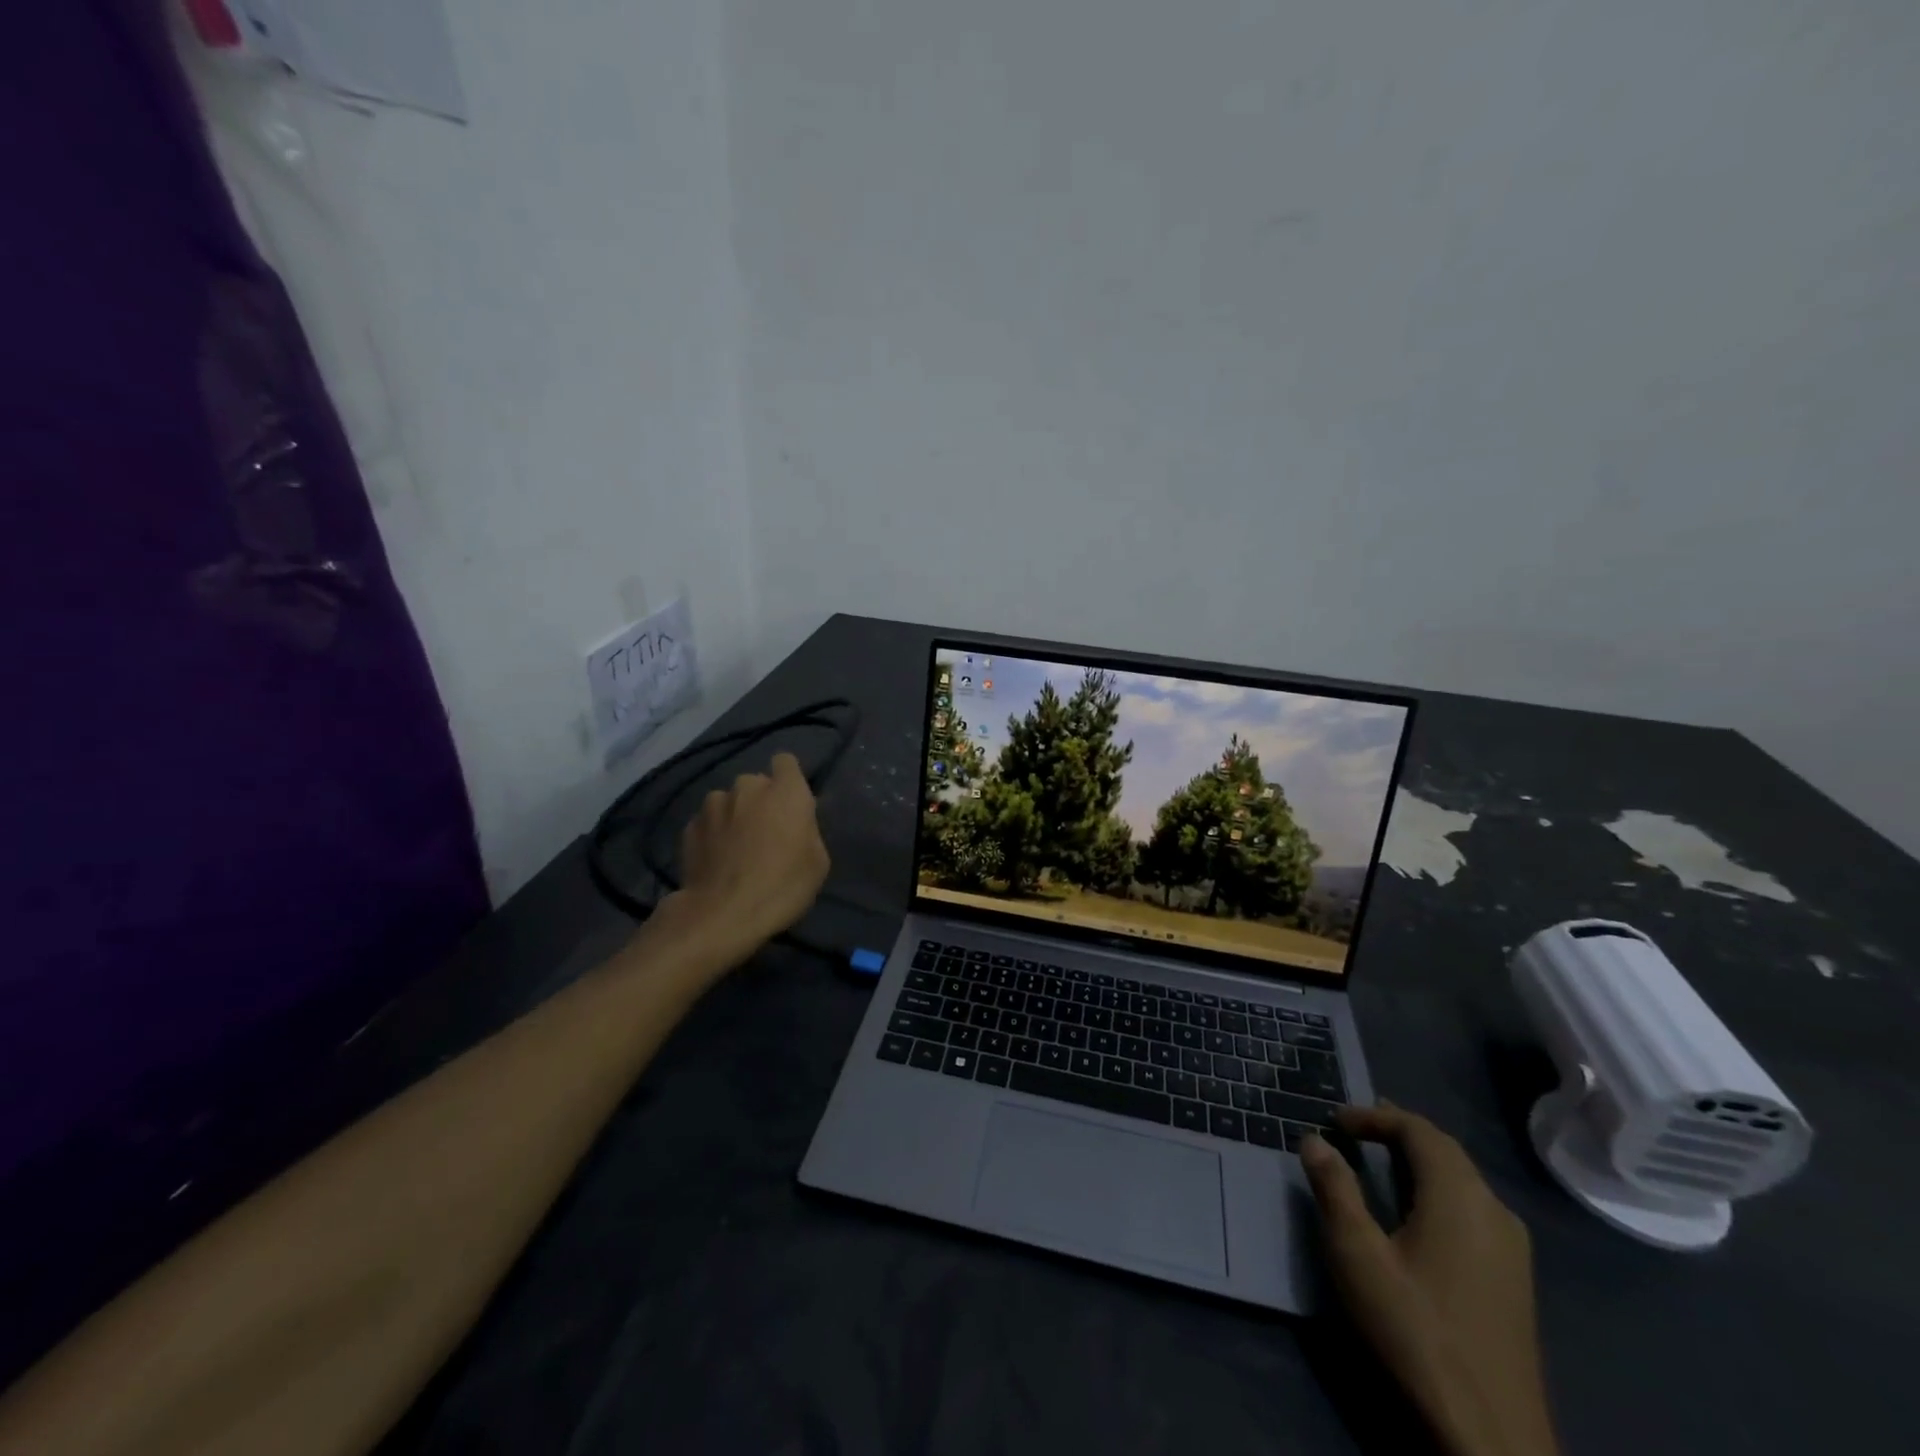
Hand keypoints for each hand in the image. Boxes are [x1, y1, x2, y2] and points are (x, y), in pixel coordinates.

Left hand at [672, 752, 829, 960]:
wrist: (723, 914)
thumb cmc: (782, 886)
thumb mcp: (818, 862)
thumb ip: (807, 829)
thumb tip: (796, 821)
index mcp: (785, 791)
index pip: (786, 762)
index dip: (788, 779)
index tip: (790, 802)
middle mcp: (748, 787)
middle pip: (756, 783)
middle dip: (761, 800)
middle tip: (766, 833)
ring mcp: (713, 804)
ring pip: (728, 801)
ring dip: (734, 815)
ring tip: (736, 849)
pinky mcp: (689, 826)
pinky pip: (708, 822)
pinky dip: (713, 834)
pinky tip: (716, 861)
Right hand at [1302, 1104, 1559, 1455]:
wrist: (1493, 1440)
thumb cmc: (1416, 1332)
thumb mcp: (1357, 1255)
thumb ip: (1334, 1189)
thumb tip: (1314, 1140)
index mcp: (1461, 1196)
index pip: (1418, 1129)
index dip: (1374, 1116)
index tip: (1333, 1120)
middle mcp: (1494, 1210)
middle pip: (1444, 1150)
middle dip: (1396, 1132)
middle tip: (1352, 1131)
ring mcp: (1512, 1249)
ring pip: (1461, 1180)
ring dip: (1417, 1161)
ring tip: (1376, 1162)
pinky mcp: (1515, 1280)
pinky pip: (1472, 1209)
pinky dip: (1436, 1191)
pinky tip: (1413, 1214)